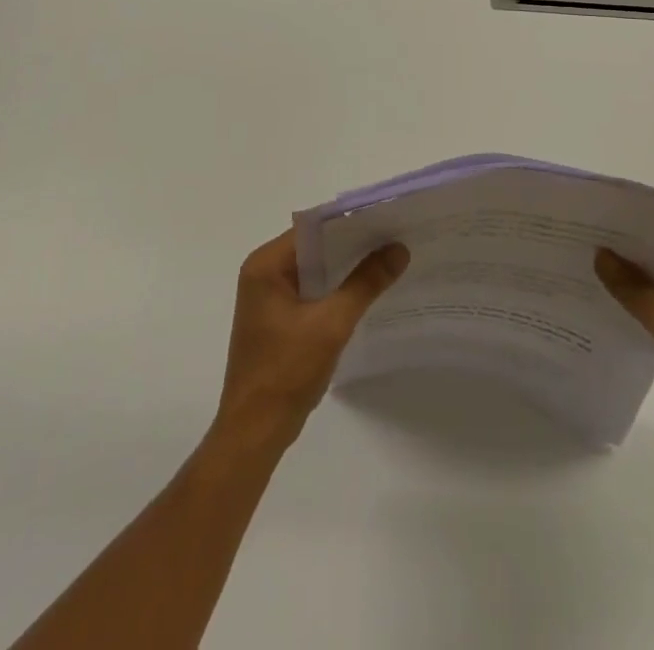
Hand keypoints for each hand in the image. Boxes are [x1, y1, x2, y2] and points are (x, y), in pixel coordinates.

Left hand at [215, 229, 408, 446]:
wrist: (254, 434)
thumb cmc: (286, 372)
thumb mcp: (331, 324)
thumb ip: (365, 283)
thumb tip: (398, 248)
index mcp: (266, 265)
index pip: (313, 229)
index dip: (351, 223)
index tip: (387, 220)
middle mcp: (263, 273)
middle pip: (315, 247)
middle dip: (354, 245)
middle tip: (396, 239)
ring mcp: (269, 298)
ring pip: (316, 270)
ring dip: (347, 269)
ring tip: (389, 261)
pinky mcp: (278, 319)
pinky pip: (312, 291)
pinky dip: (337, 290)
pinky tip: (367, 293)